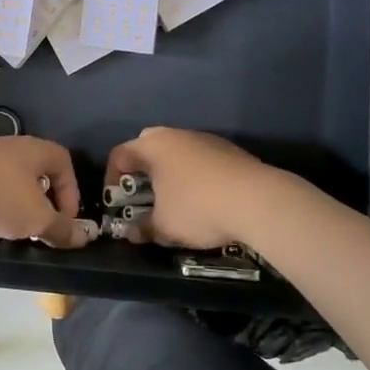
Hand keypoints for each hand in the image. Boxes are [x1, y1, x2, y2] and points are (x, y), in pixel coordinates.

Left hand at [0, 137, 95, 248]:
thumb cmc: (1, 196)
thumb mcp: (38, 218)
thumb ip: (61, 228)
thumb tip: (83, 238)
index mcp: (33, 150)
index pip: (63, 160)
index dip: (71, 189)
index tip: (65, 218)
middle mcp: (8, 145)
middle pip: (34, 168)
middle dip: (41, 198)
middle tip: (39, 223)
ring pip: (6, 177)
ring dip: (13, 201)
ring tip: (9, 226)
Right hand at [104, 128, 270, 249]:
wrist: (258, 200)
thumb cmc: (198, 208)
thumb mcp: (164, 226)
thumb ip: (143, 228)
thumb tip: (132, 233)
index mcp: (153, 146)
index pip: (119, 154)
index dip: (111, 179)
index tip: (116, 203)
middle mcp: (176, 135)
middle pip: (147, 146)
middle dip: (140, 170)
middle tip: (141, 195)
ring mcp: (205, 139)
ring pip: (177, 151)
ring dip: (169, 172)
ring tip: (174, 200)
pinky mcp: (229, 150)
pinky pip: (200, 159)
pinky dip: (194, 175)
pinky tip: (204, 199)